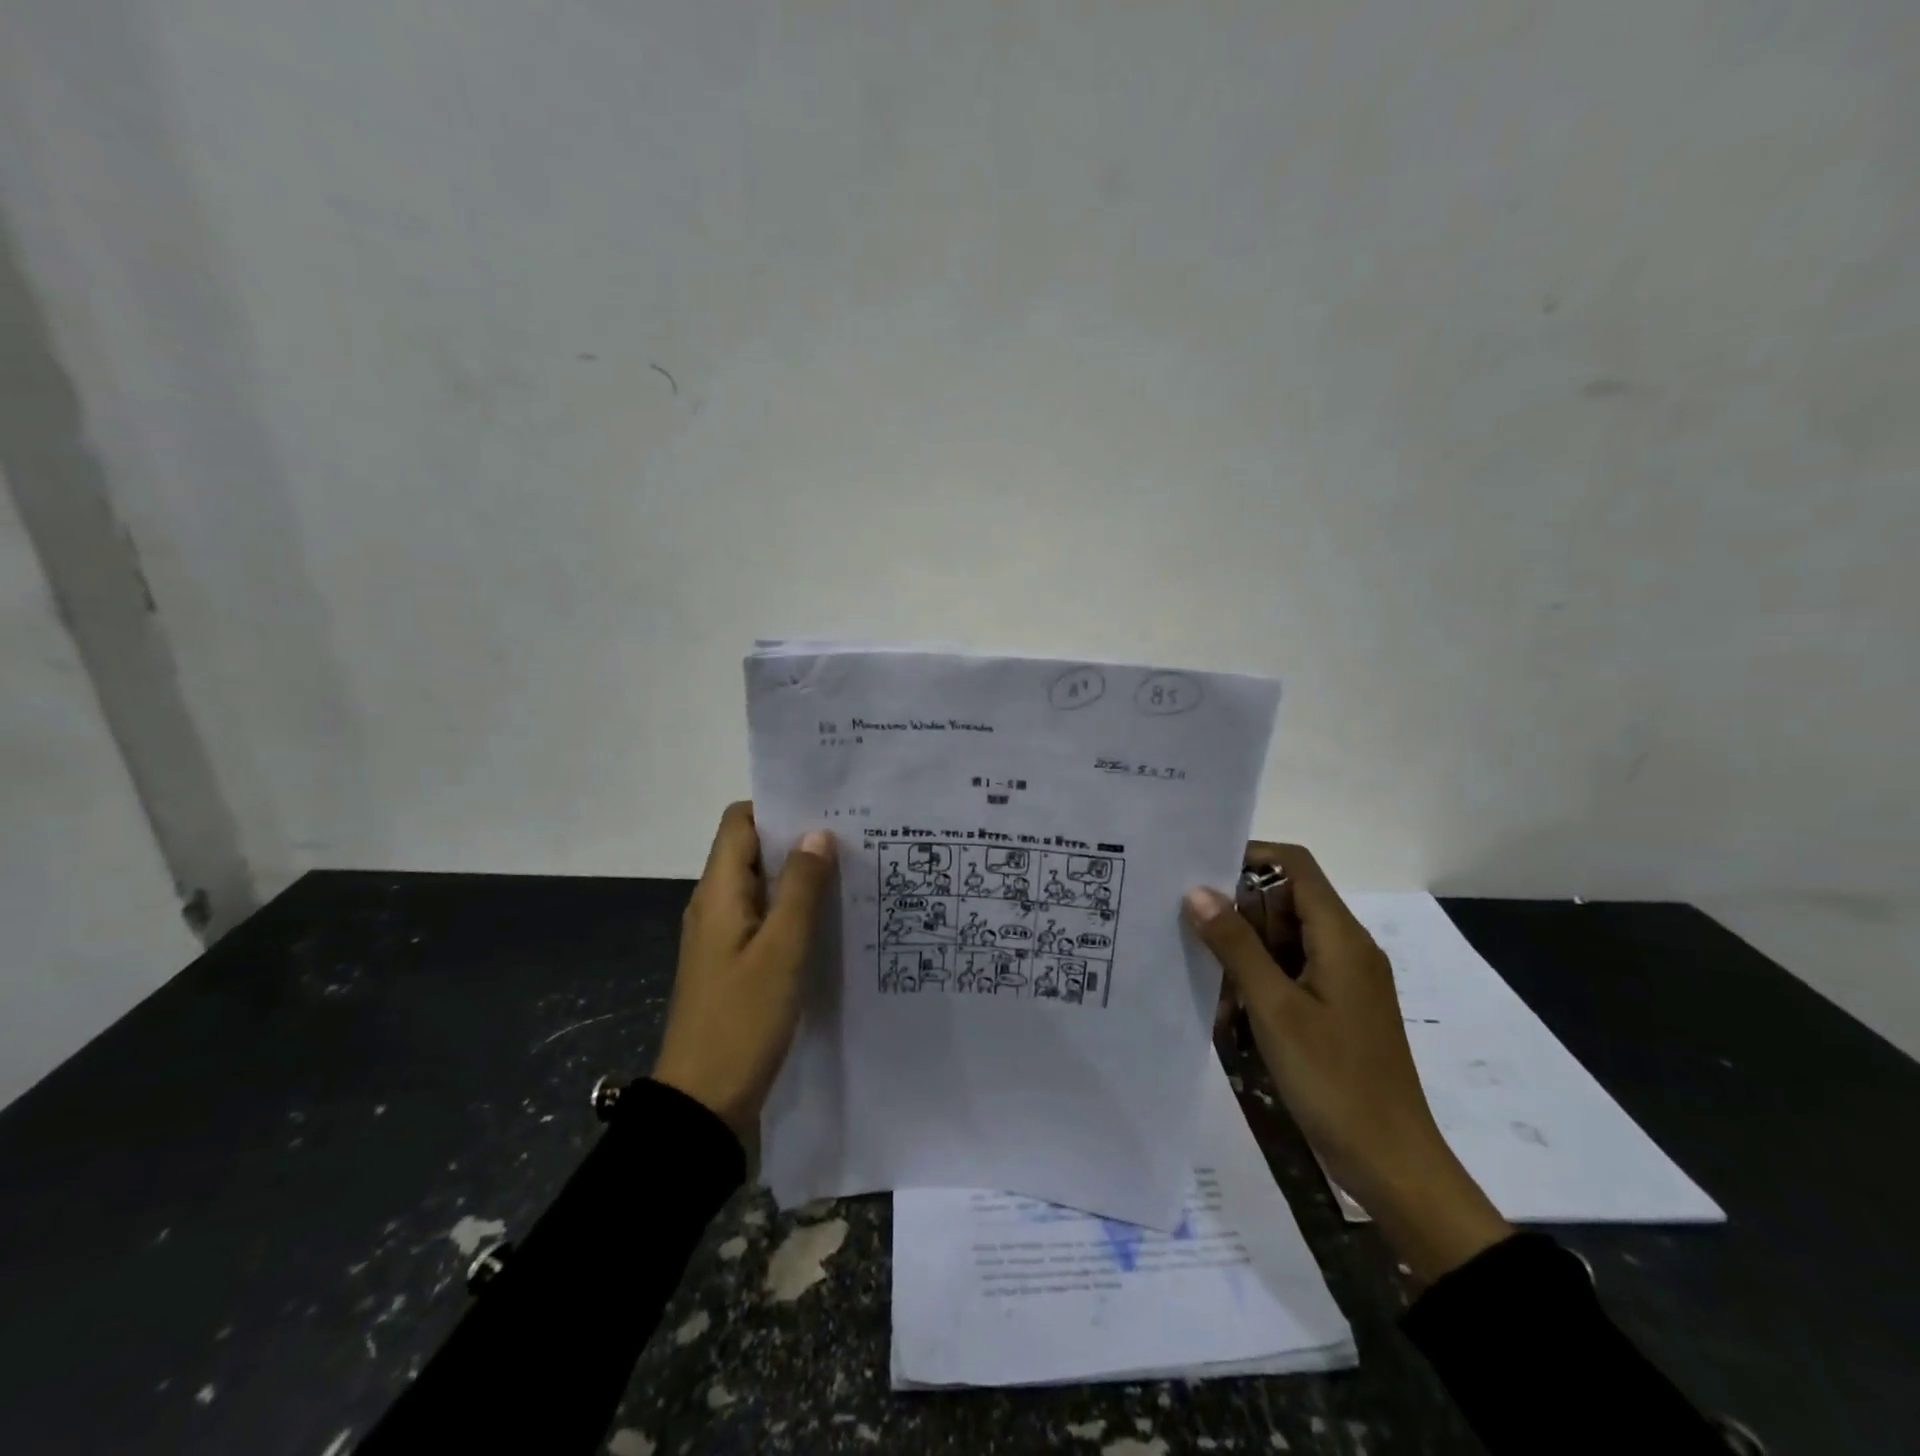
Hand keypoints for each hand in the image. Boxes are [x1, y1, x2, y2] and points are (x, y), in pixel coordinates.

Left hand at [652, 803, 835, 1146]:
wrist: (702, 1105)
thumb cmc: (742, 1020)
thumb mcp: (782, 951)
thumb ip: (801, 889)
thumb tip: (818, 833)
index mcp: (718, 892)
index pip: (739, 821)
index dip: (777, 806)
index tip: (824, 807)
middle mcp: (715, 905)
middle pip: (753, 850)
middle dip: (798, 839)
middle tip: (852, 837)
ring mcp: (723, 936)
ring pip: (763, 885)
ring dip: (800, 876)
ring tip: (851, 872)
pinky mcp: (734, 963)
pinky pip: (765, 918)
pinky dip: (794, 910)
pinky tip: (831, 919)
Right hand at [1185, 844, 1510, 1281]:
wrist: (1393, 1165)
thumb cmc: (1334, 1080)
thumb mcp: (1275, 1008)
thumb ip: (1235, 945)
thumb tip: (1196, 890)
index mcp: (1341, 938)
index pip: (1294, 866)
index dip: (1248, 857)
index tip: (1198, 873)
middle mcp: (1346, 949)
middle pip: (1285, 901)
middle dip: (1238, 912)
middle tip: (1190, 933)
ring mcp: (1343, 980)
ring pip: (1283, 939)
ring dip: (1244, 953)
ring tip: (1207, 979)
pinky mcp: (1335, 1009)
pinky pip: (1290, 973)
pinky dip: (1259, 981)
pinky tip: (1230, 1009)